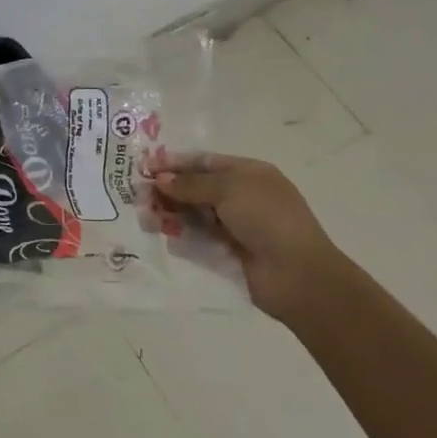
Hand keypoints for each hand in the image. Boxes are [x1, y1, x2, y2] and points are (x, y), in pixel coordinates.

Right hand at [153, 153, 342, 324]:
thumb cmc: (267, 218)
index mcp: (248, 174)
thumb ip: (191, 184)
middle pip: (196, 189)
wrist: (297, 274)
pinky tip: (162, 236)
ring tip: (146, 217)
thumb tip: (160, 179)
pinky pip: (198, 241)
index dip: (175, 163)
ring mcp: (235, 227)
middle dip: (168, 190)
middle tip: (139, 195)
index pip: (205, 163)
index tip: (146, 167)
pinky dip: (180, 237)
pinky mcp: (227, 254)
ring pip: (194, 215)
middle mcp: (241, 197)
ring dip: (170, 214)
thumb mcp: (229, 189)